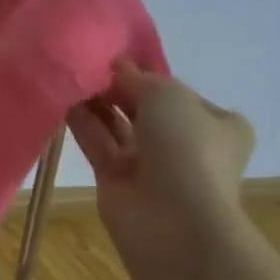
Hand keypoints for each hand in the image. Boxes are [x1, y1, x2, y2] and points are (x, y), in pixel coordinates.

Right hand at [66, 59, 255, 271]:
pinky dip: (82, 124)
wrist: (173, 221)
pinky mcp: (117, 180)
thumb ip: (138, 78)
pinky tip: (62, 100)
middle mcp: (185, 144)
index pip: (177, 92)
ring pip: (118, 126)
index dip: (147, 74)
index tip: (116, 58)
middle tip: (87, 65)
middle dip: (118, 88)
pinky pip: (97, 144)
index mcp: (217, 124)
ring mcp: (149, 165)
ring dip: (96, 103)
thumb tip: (117, 66)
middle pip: (144, 108)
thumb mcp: (168, 96)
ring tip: (70, 77)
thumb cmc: (187, 149)